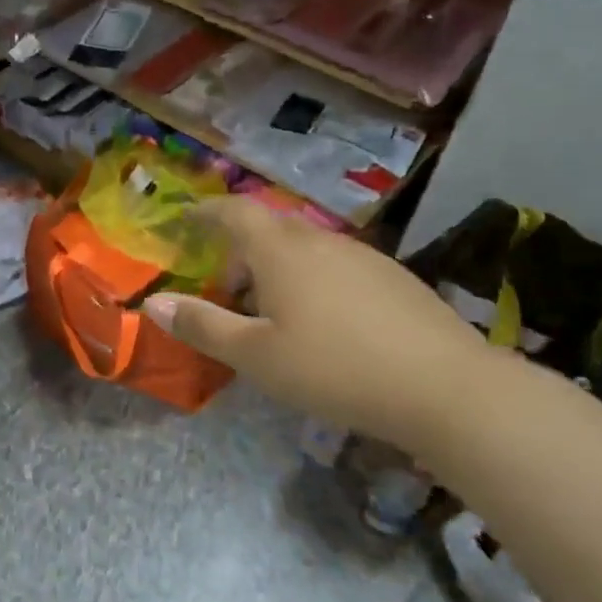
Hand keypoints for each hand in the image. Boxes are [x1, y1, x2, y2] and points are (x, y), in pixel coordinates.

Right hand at [144, 198, 492, 446]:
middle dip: (240, 246)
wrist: (449, 390)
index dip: (206, 211)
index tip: (186, 218)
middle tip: (224, 283)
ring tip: (270, 310)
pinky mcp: (395, 280)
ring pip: (306, 247)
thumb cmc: (335, 368)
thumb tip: (152, 304)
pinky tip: (322, 322)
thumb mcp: (255, 355)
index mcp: (282, 251)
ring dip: (277, 265)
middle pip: (271, 227)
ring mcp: (365, 257)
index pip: (235, 212)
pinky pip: (337, 264)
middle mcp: (322, 241)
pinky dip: (312, 278)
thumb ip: (201, 325)